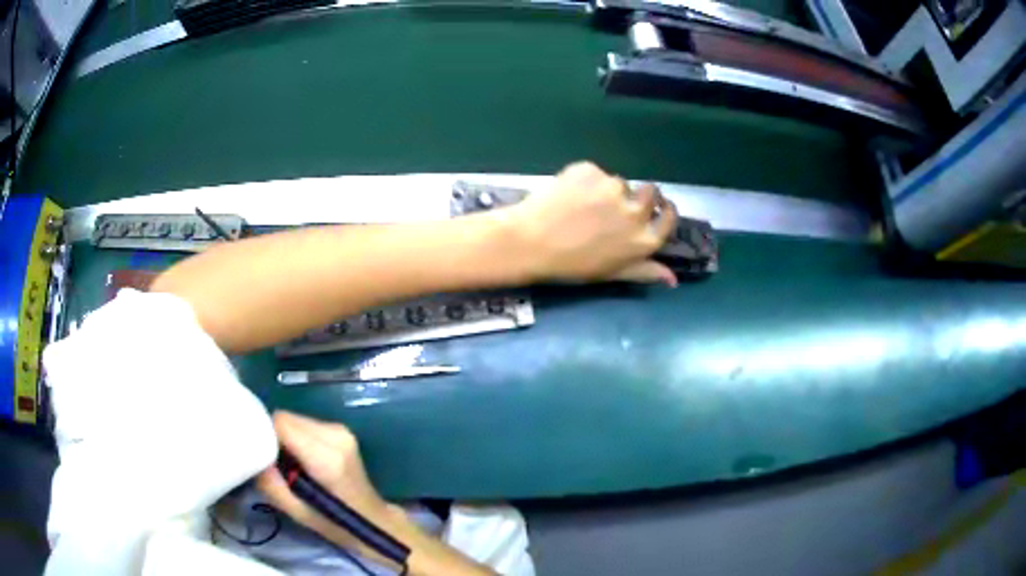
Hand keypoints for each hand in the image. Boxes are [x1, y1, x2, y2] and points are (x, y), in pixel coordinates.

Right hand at [256, 411, 400, 553]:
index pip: (281, 424)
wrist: (374, 519)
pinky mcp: (340, 430)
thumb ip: (272, 484)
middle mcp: (335, 435)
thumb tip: (252, 457)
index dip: (264, 435)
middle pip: (287, 418)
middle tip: (271, 463)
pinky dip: (295, 438)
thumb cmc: (336, 522)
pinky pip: (305, 424)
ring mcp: (340, 430)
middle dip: (273, 436)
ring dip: (284, 437)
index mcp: (326, 457)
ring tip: (287, 464)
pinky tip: (300, 459)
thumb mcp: (298, 513)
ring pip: (295, 419)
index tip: (257, 453)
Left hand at [511, 161, 678, 285]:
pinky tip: (568, 195)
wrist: (529, 242)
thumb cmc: (571, 265)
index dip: (663, 210)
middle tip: (617, 204)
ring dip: (607, 190)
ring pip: (618, 182)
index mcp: (644, 239)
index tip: (656, 208)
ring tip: (582, 205)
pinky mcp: (591, 171)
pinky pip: (594, 173)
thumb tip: (672, 279)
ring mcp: (613, 187)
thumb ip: (644, 271)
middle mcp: (636, 211)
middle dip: (640, 194)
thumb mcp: (612, 273)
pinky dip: (584, 181)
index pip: (668, 217)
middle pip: (650, 192)